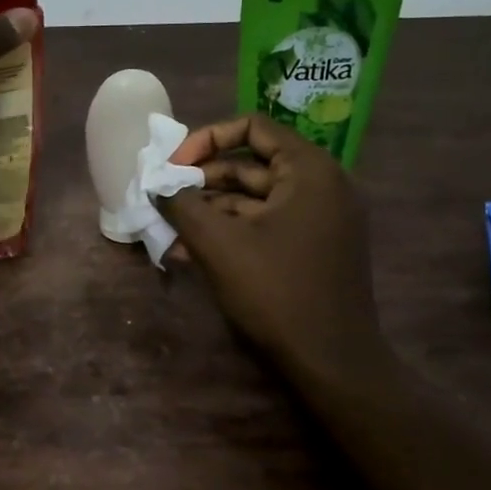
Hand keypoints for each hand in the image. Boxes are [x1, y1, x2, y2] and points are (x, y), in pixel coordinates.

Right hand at [159, 114, 392, 387]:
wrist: (332, 363)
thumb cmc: (277, 292)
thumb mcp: (219, 244)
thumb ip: (182, 206)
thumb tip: (158, 186)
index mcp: (309, 171)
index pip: (253, 127)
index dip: (206, 139)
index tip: (174, 166)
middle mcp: (320, 186)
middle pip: (251, 164)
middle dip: (202, 180)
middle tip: (164, 198)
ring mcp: (319, 219)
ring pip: (254, 199)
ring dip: (209, 210)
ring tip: (168, 227)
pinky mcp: (313, 248)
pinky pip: (265, 225)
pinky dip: (230, 232)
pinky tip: (189, 251)